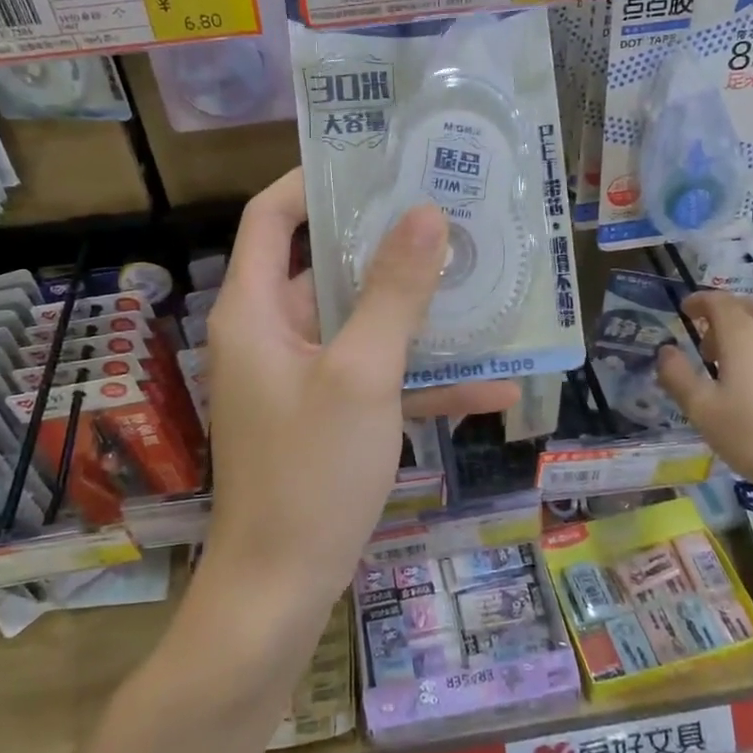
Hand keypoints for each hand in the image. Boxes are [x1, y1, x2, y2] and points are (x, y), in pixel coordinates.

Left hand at [202, 171, 517, 612]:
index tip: (375, 163)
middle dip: (391, 247)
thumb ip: (394, 293)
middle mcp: (274, 335)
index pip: (272, 218)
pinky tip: (495, 388)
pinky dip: (424, 381)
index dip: (313, 181)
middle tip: (453, 216)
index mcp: (257, 311)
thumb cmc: (311, 471)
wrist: (281, 589)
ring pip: (364, 326)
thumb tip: (425, 214)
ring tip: (487, 287)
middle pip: (329, 268)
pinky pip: (378, 381)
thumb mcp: (361, 374)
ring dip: (420, 316)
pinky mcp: (330, 417)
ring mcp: (303, 378)